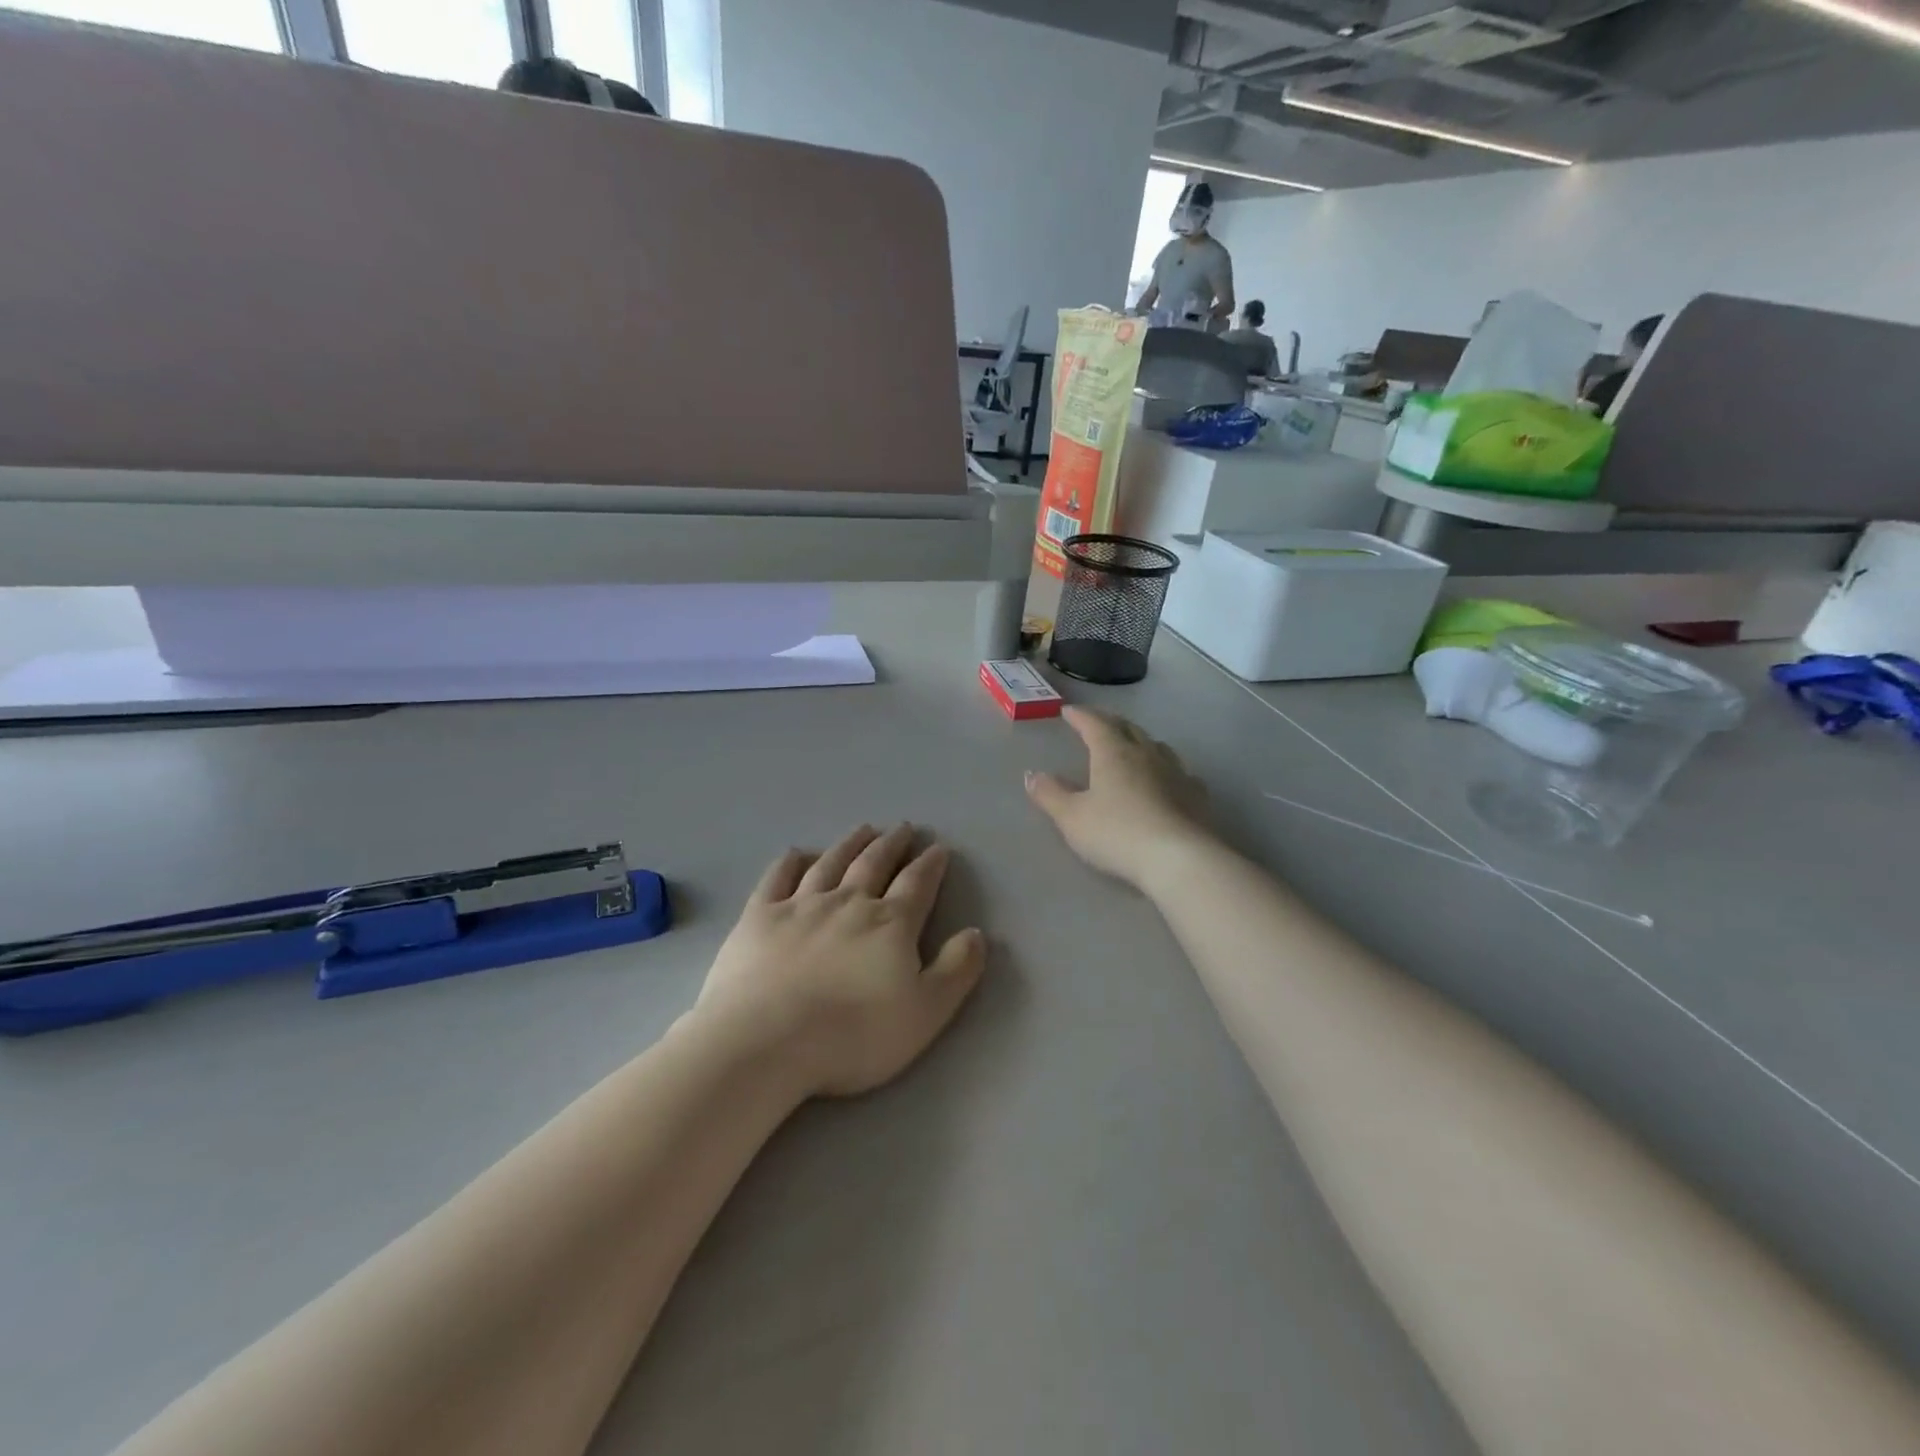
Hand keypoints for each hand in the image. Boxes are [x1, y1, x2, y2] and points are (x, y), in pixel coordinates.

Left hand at [694, 825, 986, 1098]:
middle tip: (902, 827)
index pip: (917, 884)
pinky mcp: (759, 918)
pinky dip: (789, 862)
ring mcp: (800, 906)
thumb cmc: (853, 1035)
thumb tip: (976, 933)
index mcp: (890, 924)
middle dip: (892, 844)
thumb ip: (957, 970)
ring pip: (831, 863)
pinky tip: (797, 853)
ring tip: (863, 829)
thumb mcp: (925, 1013)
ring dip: (850, 844)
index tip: (938, 848)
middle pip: (874, 864)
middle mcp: (848, 903)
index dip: (930, 865)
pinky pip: (777, 879)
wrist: (766, 1042)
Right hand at [1026, 707, 1211, 889]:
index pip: (1095, 724)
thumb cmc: (1116, 833)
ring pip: (1157, 746)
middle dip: (1110, 723)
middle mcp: (1146, 754)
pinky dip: (1167, 769)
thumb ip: (1050, 794)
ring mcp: (1176, 773)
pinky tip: (1168, 780)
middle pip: (1128, 728)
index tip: (1069, 711)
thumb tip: (1032, 774)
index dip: (1081, 716)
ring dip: (1141, 741)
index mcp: (1113, 753)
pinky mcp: (1196, 795)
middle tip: (1098, 723)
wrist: (1177, 858)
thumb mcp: (1072, 817)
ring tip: (1132, 746)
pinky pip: (1180, 772)